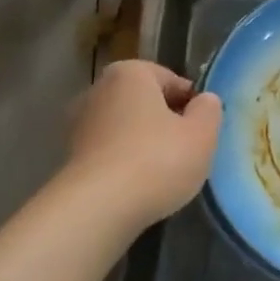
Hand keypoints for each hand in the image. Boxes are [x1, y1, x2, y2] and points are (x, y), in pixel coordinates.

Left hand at [66, 60, 223, 229]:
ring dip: (144, 144)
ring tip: (165, 173)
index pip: (171, 80)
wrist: (98, 207)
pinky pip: (110, 152)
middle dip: (166, 122)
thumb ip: (209, 110)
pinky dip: (125, 162)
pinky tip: (139, 186)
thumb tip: (204, 101)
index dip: (192, 104)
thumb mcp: (201, 135)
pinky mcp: (71, 155)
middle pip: (145, 102)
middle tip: (187, 151)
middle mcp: (98, 89)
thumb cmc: (156, 161)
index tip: (202, 130)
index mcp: (129, 73)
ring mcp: (79, 123)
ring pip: (126, 128)